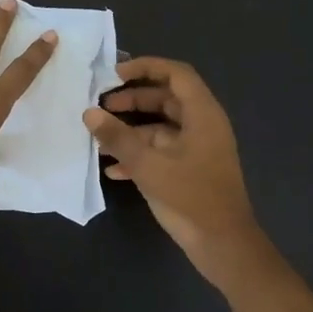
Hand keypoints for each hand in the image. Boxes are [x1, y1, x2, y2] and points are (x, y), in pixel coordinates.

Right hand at [84, 57, 268, 287]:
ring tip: (100, 139)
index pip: (176, 74)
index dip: (146, 67)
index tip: (114, 74)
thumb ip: (118, 137)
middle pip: (166, 99)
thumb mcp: (149, 165)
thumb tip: (89, 113)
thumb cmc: (190, 198)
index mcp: (203, 115)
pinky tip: (113, 169)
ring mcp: (198, 149)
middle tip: (101, 106)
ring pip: (161, 128)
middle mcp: (203, 126)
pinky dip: (140, 154)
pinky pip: (162, 152)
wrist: (223, 244)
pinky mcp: (191, 171)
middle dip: (133, 100)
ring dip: (131, 131)